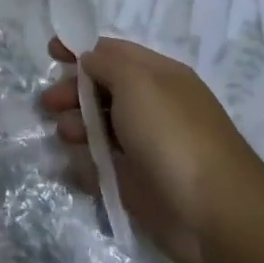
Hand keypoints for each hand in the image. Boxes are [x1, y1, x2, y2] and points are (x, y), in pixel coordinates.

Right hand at [40, 37, 263, 262]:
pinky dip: (86, 164)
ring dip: (76, 126)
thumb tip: (88, 61)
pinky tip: (77, 167)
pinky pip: (103, 165)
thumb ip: (106, 64)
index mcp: (159, 76)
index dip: (81, 49)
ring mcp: (146, 145)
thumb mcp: (137, 83)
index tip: (50, 52)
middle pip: (103, 89)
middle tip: (49, 104)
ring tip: (67, 135)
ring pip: (100, 127)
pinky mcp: (139, 182)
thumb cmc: (173, 136)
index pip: (114, 52)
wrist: (214, 213)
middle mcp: (153, 106)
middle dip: (73, 91)